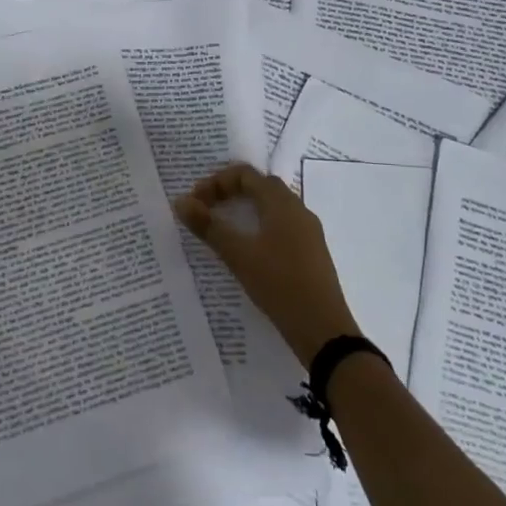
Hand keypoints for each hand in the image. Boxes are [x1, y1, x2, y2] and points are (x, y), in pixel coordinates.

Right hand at [174, 164, 360, 368]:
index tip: (196, 202)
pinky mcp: (311, 253)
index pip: (246, 175)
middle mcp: (298, 210)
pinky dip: (260, 226)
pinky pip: (282, 226)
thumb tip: (181, 201)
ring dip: (246, 209)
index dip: (217, 182)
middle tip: (207, 209)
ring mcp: (308, 232)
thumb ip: (209, 226)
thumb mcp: (238, 255)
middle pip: (261, 186)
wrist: (324, 330)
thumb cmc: (280, 284)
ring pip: (273, 207)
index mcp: (282, 204)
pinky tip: (249, 251)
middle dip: (230, 192)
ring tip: (223, 229)